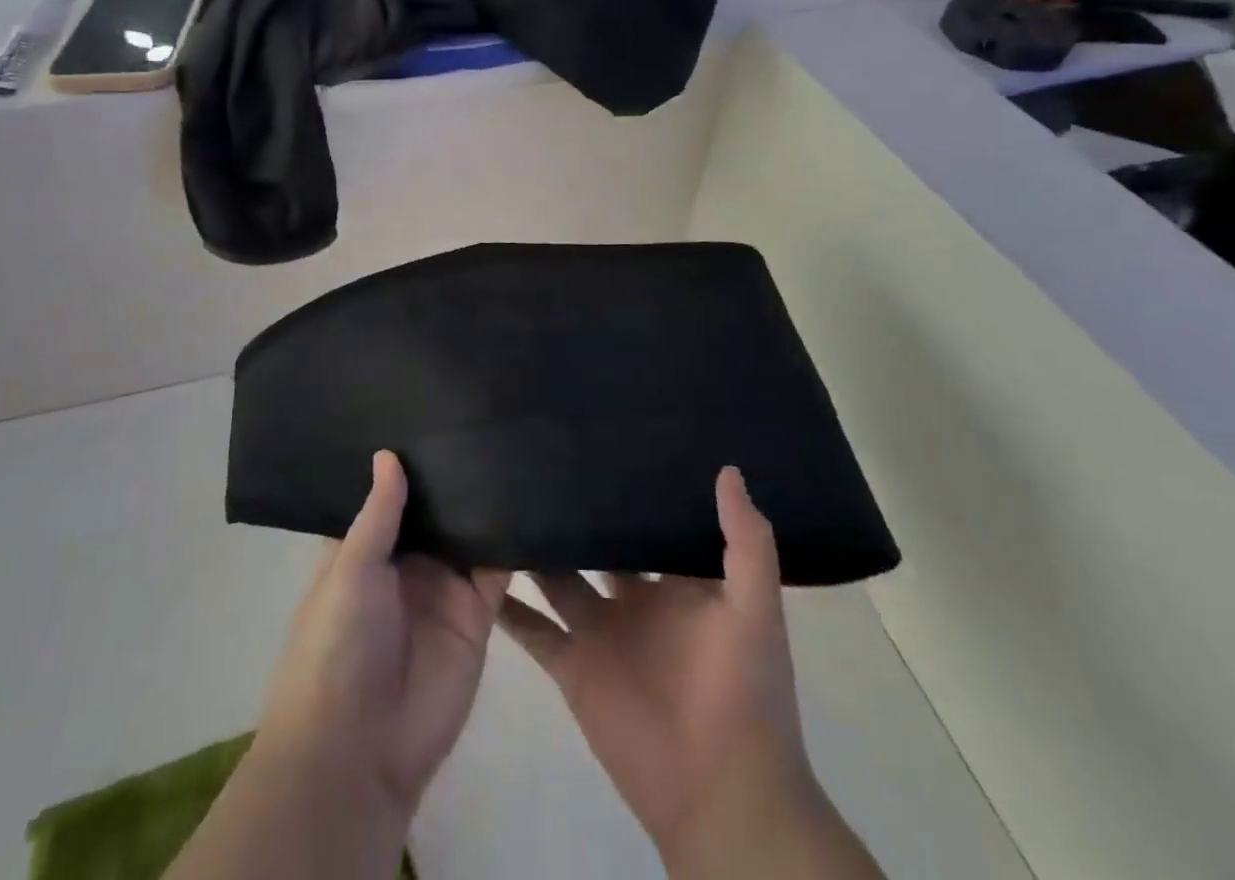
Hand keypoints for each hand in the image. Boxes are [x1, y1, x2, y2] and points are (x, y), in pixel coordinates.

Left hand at [256, 452, 510, 824]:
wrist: (360, 751)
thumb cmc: (336, 646)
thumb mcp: (349, 570)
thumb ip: (377, 513)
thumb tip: (388, 452)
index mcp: (365, 550)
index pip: (390, 496)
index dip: (406, 462)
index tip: (431, 412)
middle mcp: (407, 563)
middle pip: (435, 510)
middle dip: (452, 475)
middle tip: (483, 415)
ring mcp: (443, 588)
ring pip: (469, 533)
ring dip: (484, 501)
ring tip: (510, 442)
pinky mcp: (476, 615)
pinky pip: (497, 570)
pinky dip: (512, 541)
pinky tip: (530, 497)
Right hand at [499, 469, 842, 875]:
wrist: (722, 795)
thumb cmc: (744, 691)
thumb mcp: (756, 608)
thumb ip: (746, 540)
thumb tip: (727, 468)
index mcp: (675, 581)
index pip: (646, 520)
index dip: (627, 486)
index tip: (599, 440)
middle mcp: (632, 598)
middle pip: (595, 543)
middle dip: (574, 510)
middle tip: (536, 459)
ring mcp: (599, 631)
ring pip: (556, 577)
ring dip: (534, 549)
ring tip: (500, 501)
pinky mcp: (573, 667)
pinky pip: (533, 630)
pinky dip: (508, 607)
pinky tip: (478, 570)